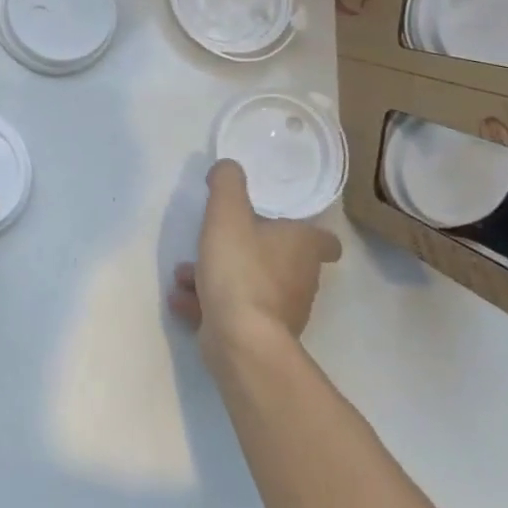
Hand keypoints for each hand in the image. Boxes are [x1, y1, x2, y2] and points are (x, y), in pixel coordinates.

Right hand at [168, 158, 340, 357]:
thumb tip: (228, 167)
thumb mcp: (227, 214)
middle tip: (215, 241)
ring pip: (250, 284)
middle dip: (244, 250)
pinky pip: (234, 311)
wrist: (240, 340)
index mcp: (303, 248)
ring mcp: (281, 312)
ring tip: (184, 273)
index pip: (325, 239)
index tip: (282, 223)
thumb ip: (227, 183)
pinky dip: (210, 303)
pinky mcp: (259, 336)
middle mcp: (300, 280)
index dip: (308, 231)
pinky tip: (182, 299)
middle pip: (279, 259)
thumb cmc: (240, 269)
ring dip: (219, 276)